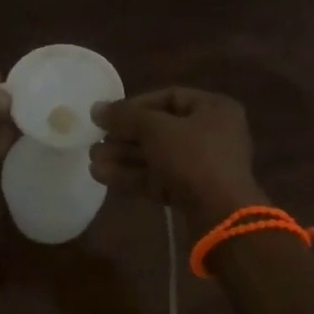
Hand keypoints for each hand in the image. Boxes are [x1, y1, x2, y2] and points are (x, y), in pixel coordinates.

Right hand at [89, 87, 266, 228]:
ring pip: (157, 156)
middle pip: (160, 129)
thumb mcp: (156, 129)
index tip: (110, 115)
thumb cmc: (193, 157)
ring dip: (124, 157)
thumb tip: (97, 108)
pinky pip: (159, 178)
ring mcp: (203, 166)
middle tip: (95, 140)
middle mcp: (212, 134)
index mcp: (214, 109)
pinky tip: (102, 176)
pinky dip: (132, 176)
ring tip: (92, 160)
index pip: (170, 97)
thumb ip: (125, 116)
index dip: (136, 105)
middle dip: (125, 136)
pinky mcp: (192, 193)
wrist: (221, 216)